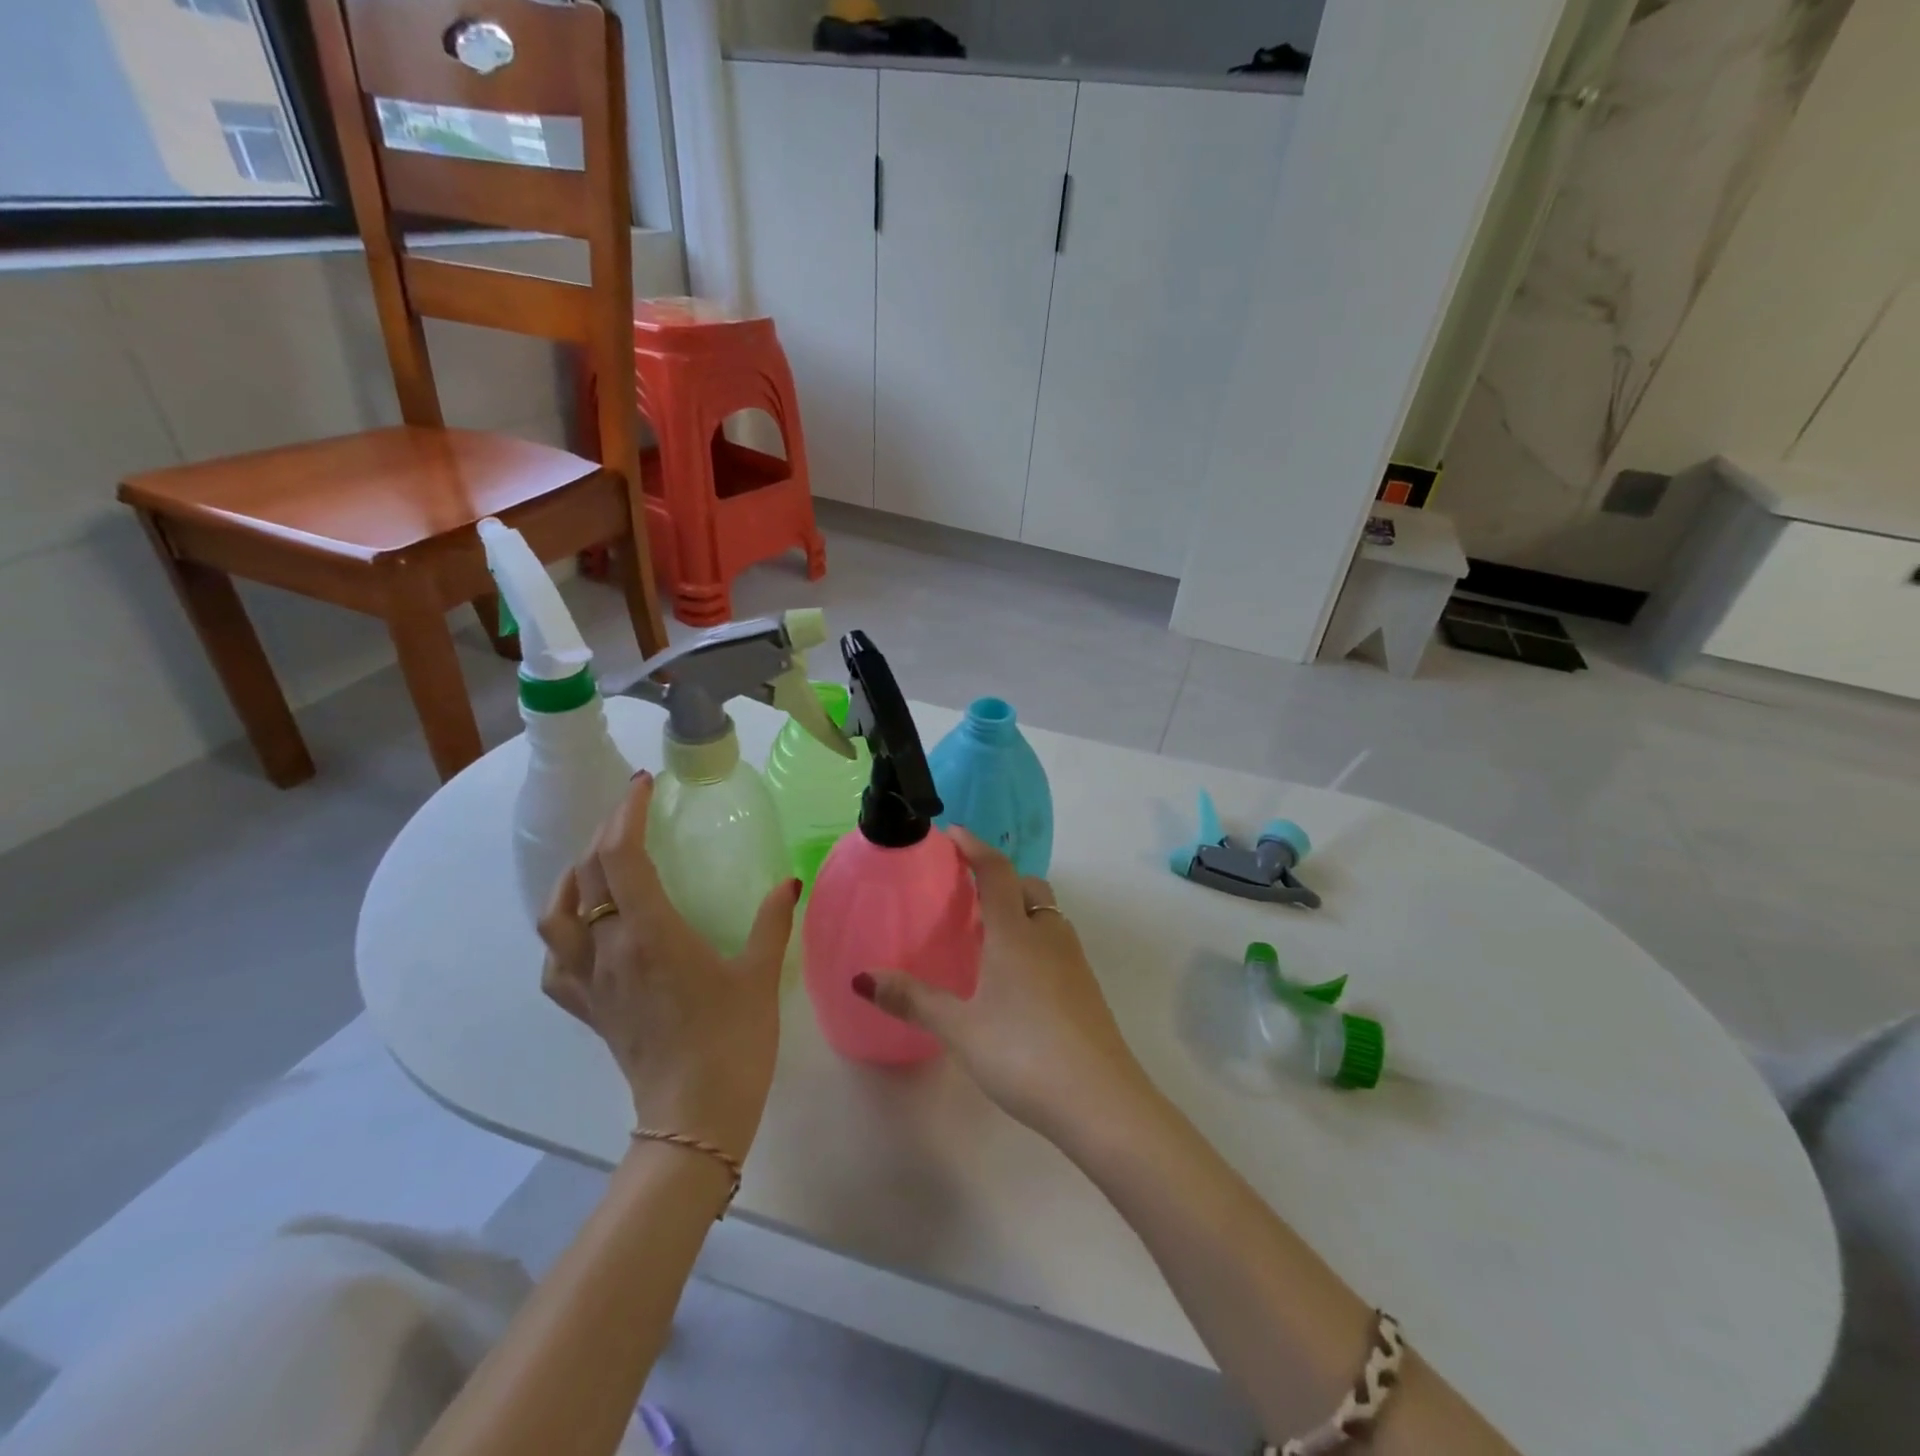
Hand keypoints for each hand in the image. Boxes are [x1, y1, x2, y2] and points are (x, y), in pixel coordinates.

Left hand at [537, 772, 800, 1162]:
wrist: (695, 1115)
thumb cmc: (733, 1038)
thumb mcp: (759, 972)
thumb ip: (771, 921)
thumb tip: (787, 882)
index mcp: (650, 933)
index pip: (620, 857)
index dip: (626, 814)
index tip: (644, 786)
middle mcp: (609, 950)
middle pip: (588, 875)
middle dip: (607, 832)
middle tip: (635, 812)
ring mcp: (591, 982)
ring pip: (556, 916)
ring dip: (574, 878)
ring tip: (602, 863)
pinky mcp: (587, 1009)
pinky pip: (555, 963)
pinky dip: (562, 933)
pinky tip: (584, 928)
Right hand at [860, 828, 1148, 1140]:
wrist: (1100, 1100)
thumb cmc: (1023, 1053)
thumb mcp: (960, 1028)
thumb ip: (913, 999)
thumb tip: (862, 978)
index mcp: (1016, 933)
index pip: (997, 871)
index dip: (974, 847)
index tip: (953, 833)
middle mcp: (1048, 936)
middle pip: (1028, 888)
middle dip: (1000, 878)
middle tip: (968, 891)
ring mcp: (1074, 962)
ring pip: (1046, 917)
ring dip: (1020, 911)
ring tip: (987, 934)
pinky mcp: (1086, 988)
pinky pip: (1056, 944)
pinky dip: (1033, 940)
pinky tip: (1014, 977)